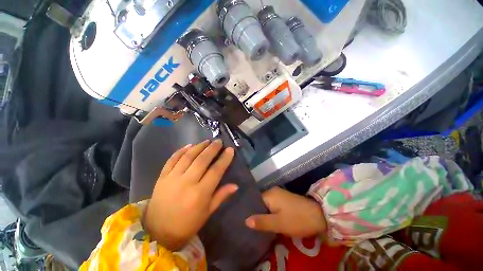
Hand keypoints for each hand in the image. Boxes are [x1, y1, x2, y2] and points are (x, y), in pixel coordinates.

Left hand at [143, 139, 237, 250]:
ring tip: (207, 141)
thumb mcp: (207, 212)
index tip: (230, 150)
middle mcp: (187, 182)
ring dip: (199, 146)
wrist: (157, 232)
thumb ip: (221, 196)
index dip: (224, 159)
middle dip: (212, 148)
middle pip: (202, 160)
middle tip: (219, 141)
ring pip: (188, 156)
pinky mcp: (162, 177)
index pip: (216, 171)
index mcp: (200, 194)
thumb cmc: (187, 224)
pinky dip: (181, 151)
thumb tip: (235, 185)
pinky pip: (172, 160)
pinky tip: (189, 145)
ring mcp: (172, 178)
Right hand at [245, 187, 325, 237]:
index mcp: (270, 194)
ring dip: (264, 215)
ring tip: (258, 226)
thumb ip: (262, 222)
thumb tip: (245, 221)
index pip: (254, 201)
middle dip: (257, 214)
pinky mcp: (285, 199)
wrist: (320, 216)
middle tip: (251, 227)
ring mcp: (279, 194)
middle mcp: (273, 191)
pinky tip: (269, 222)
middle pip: (260, 203)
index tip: (244, 222)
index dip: (250, 212)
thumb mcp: (278, 224)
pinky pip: (273, 206)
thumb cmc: (297, 219)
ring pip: (266, 205)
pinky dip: (270, 213)